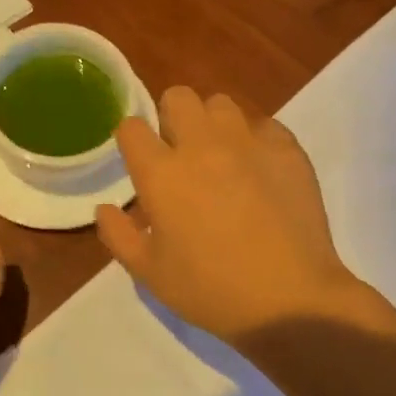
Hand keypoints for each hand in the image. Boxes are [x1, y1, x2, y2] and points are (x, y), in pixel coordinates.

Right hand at [96, 87, 380, 343]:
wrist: (290, 299)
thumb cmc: (210, 290)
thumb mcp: (150, 274)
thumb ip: (119, 235)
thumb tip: (105, 208)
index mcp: (162, 173)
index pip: (132, 127)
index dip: (132, 140)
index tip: (140, 160)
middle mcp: (202, 144)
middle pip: (178, 96)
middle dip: (172, 117)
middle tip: (181, 153)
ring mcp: (248, 142)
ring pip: (222, 104)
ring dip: (214, 124)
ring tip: (223, 157)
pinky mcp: (287, 149)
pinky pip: (264, 125)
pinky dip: (256, 141)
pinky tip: (261, 171)